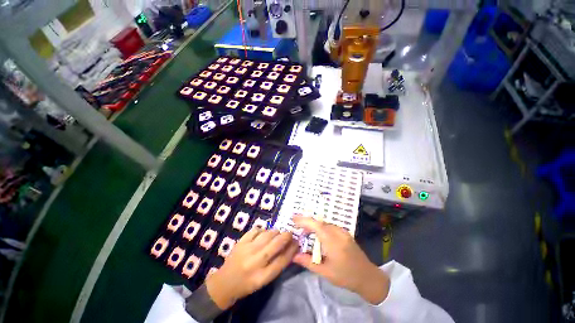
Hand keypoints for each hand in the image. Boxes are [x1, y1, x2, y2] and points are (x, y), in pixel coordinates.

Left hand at [205, 228, 298, 309]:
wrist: (225, 282)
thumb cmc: (248, 283)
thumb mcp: (264, 280)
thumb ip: (277, 265)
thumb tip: (290, 248)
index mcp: (262, 277)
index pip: (282, 260)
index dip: (292, 250)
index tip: (297, 243)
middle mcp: (255, 262)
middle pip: (276, 245)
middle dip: (286, 236)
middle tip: (289, 234)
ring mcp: (246, 250)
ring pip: (267, 234)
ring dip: (275, 232)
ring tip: (277, 234)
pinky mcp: (240, 242)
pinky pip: (256, 230)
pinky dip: (263, 229)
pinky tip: (264, 233)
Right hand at [292, 215, 389, 304]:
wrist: (368, 277)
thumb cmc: (346, 277)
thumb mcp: (325, 272)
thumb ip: (308, 262)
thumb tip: (293, 255)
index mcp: (333, 243)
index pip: (316, 226)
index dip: (304, 220)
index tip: (294, 218)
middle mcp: (339, 233)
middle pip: (320, 222)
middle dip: (307, 222)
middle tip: (296, 225)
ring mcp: (343, 232)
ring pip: (325, 223)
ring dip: (314, 224)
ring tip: (305, 230)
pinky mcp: (345, 233)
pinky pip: (330, 226)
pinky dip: (321, 227)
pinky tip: (317, 233)